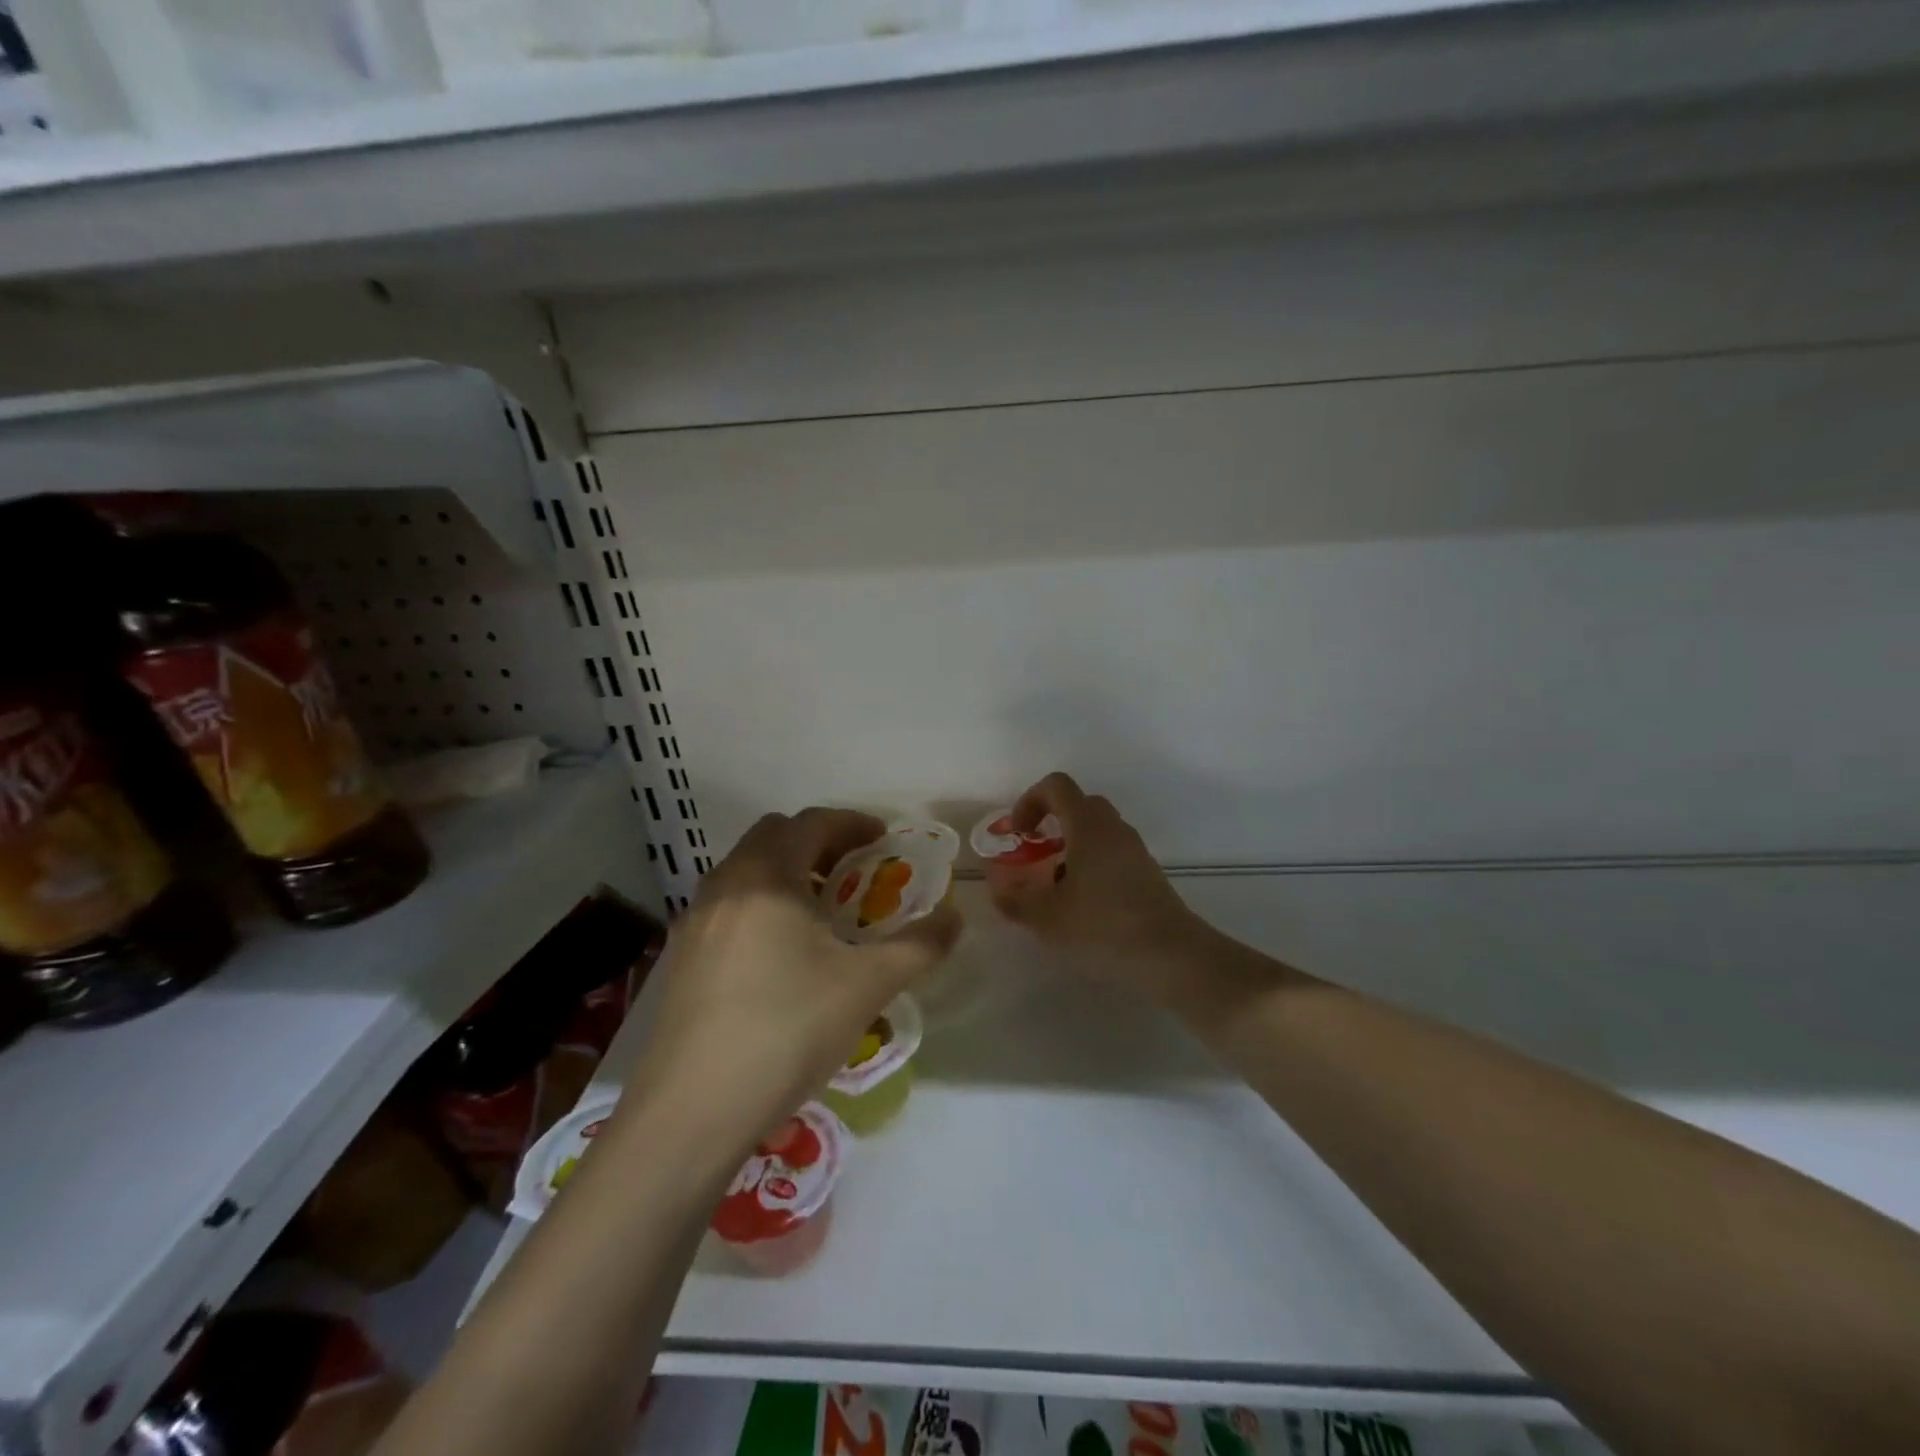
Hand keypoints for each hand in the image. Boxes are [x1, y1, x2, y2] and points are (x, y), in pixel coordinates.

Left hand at [631, 809, 960, 1151]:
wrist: (690, 1113)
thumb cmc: (786, 1032)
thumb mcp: (866, 987)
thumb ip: (919, 946)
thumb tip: (955, 919)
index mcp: (766, 878)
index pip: (811, 823)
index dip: (852, 823)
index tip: (883, 840)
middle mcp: (724, 886)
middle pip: (772, 837)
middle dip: (818, 843)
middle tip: (854, 872)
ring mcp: (694, 923)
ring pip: (745, 872)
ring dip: (786, 873)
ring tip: (822, 913)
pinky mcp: (680, 959)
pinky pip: (728, 906)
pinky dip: (761, 905)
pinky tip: (780, 954)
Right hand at [985, 772, 1204, 1003]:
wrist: (1172, 955)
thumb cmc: (1104, 927)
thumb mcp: (1047, 918)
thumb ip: (1015, 900)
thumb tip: (997, 888)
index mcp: (1088, 826)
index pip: (1056, 786)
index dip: (1029, 801)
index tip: (1018, 834)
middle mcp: (1113, 828)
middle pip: (1078, 804)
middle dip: (1050, 822)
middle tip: (1034, 854)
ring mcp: (1134, 849)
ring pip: (1096, 830)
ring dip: (1070, 845)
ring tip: (1056, 886)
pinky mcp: (1147, 872)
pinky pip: (1112, 852)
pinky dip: (1090, 864)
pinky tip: (1083, 904)